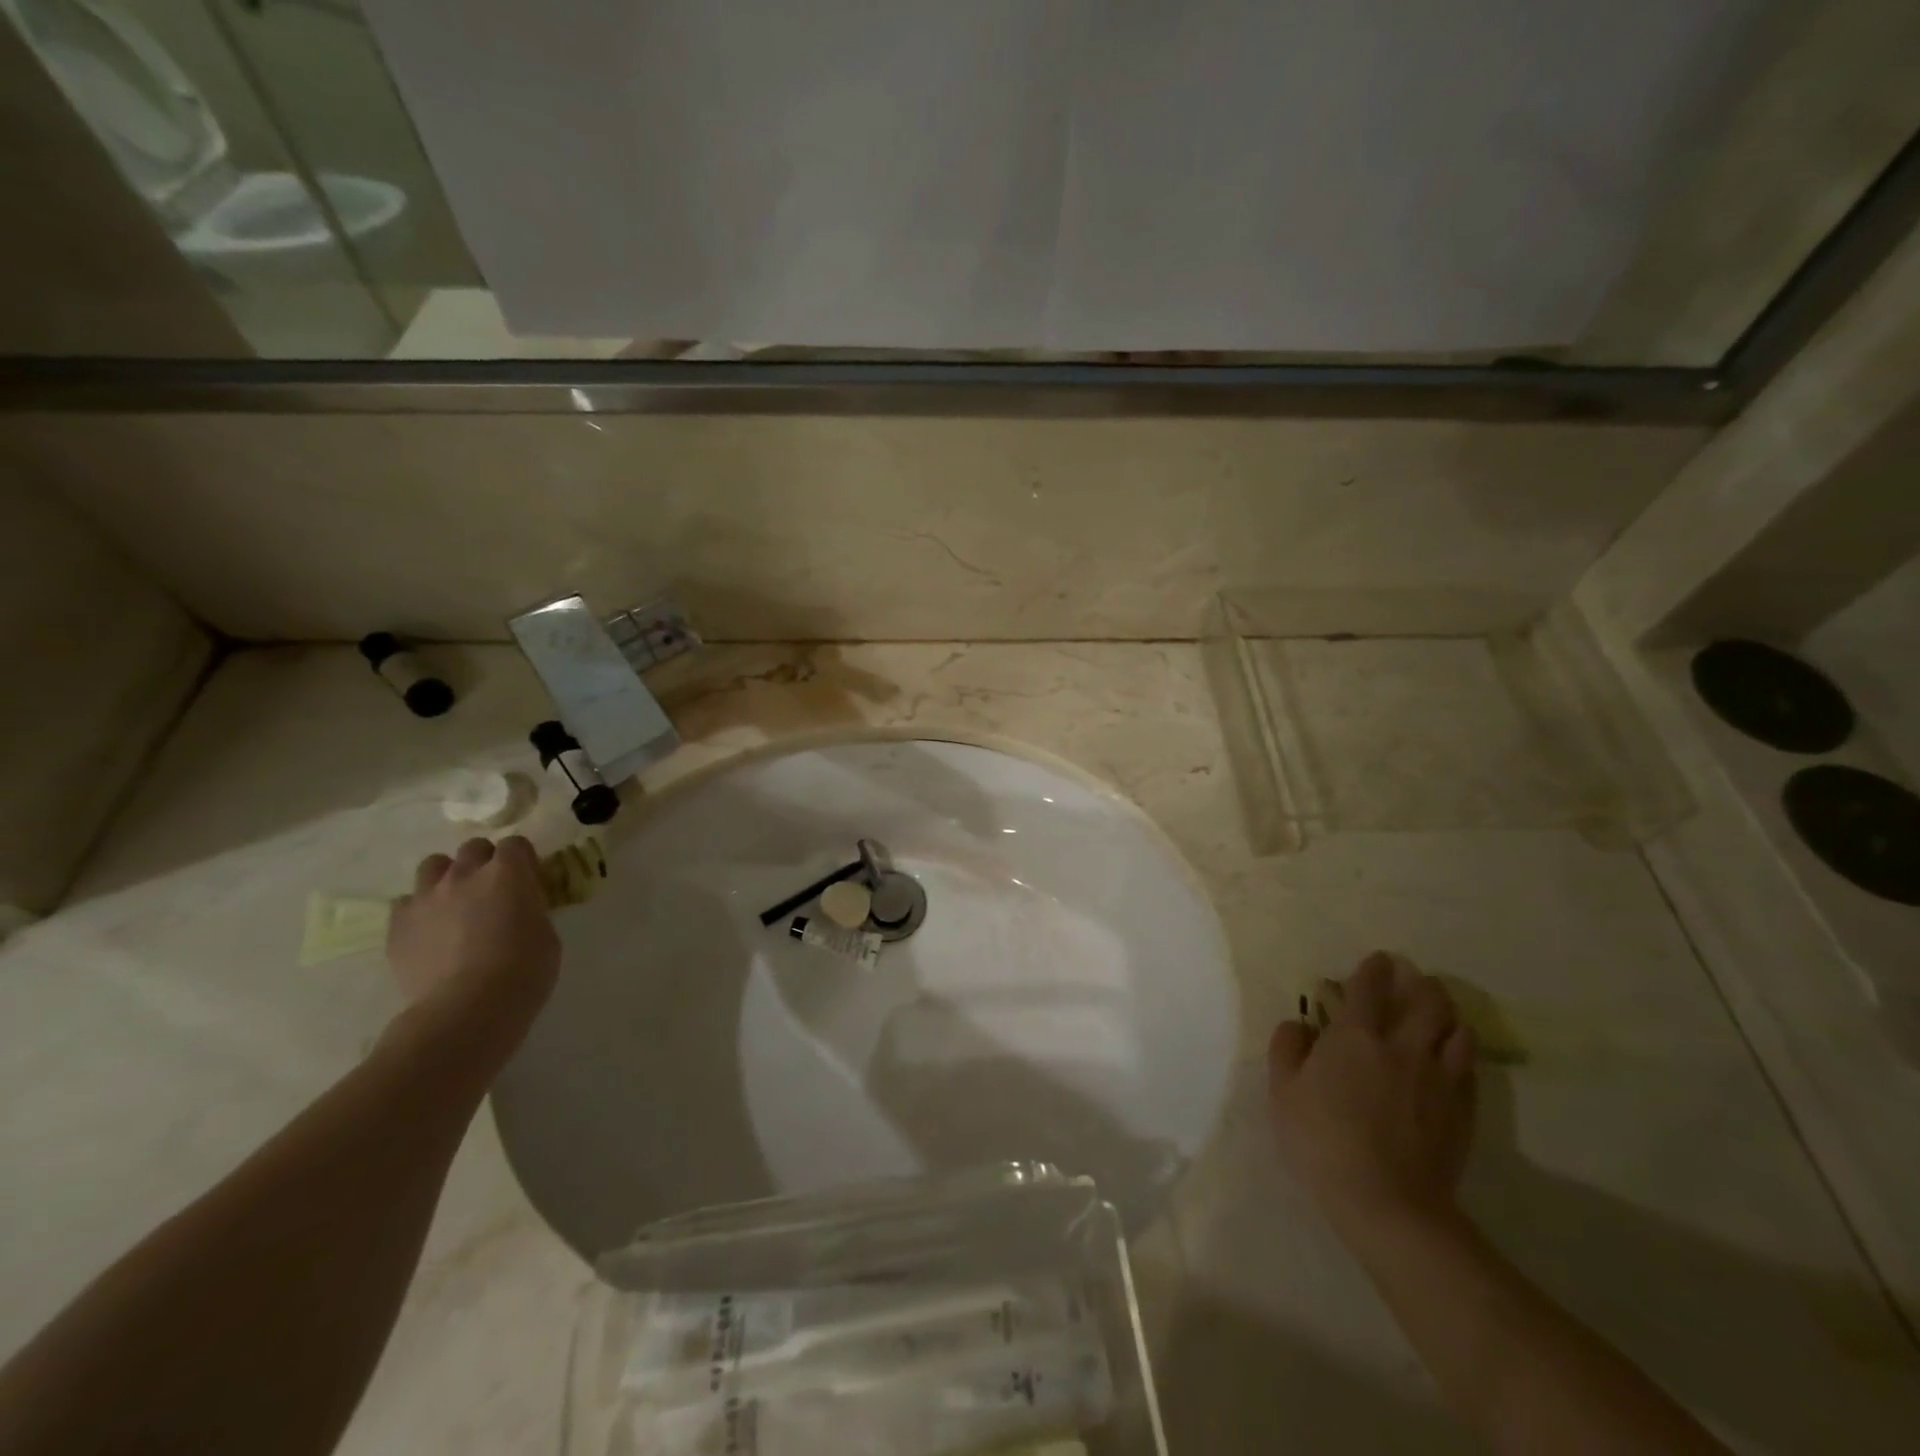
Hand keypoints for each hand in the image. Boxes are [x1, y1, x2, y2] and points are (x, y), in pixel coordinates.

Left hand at [386, 837, 559, 1034]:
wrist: (467, 1009)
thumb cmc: (523, 971)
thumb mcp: (546, 933)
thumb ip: (530, 908)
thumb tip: (520, 906)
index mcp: (508, 873)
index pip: (516, 844)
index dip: (523, 860)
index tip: (528, 879)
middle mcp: (465, 874)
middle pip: (473, 848)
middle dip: (485, 862)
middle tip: (493, 890)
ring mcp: (426, 897)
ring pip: (433, 866)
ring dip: (448, 877)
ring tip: (456, 903)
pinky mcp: (397, 924)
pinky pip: (407, 902)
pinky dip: (420, 910)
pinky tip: (430, 931)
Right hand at [1268, 952, 1476, 1232]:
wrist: (1386, 1202)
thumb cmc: (1322, 1139)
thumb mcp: (1282, 1091)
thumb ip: (1287, 1048)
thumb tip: (1298, 1024)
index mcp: (1355, 1035)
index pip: (1369, 986)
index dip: (1374, 968)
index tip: (1378, 960)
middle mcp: (1403, 1046)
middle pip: (1427, 1000)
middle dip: (1422, 984)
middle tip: (1414, 981)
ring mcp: (1439, 1078)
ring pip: (1458, 1030)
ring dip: (1448, 1015)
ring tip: (1439, 1015)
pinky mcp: (1462, 1110)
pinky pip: (1469, 1068)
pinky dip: (1460, 1053)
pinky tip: (1452, 1059)